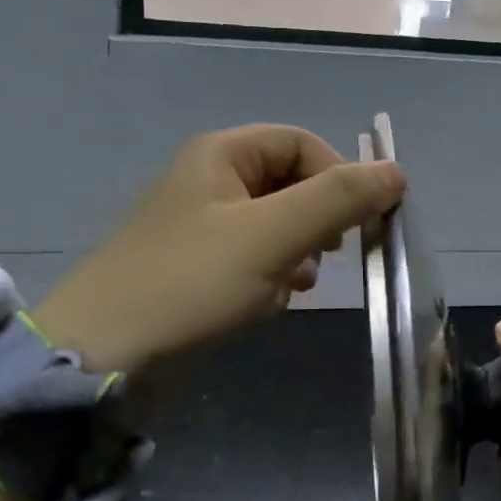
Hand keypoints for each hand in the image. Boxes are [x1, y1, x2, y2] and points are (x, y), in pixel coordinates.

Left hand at [36, 125, 405, 371]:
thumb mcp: (272, 235)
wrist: (105, 357)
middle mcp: (209, 181)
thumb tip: (396, 172)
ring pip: (275, 224)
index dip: (339, 175)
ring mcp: (200, 227)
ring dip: (298, 251)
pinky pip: (253, 257)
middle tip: (329, 255)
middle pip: (290, 182)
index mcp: (220, 155)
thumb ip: (338, 199)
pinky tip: (271, 302)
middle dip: (317, 219)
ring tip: (296, 284)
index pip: (301, 143)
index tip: (359, 223)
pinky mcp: (196, 269)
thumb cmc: (190, 283)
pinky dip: (272, 275)